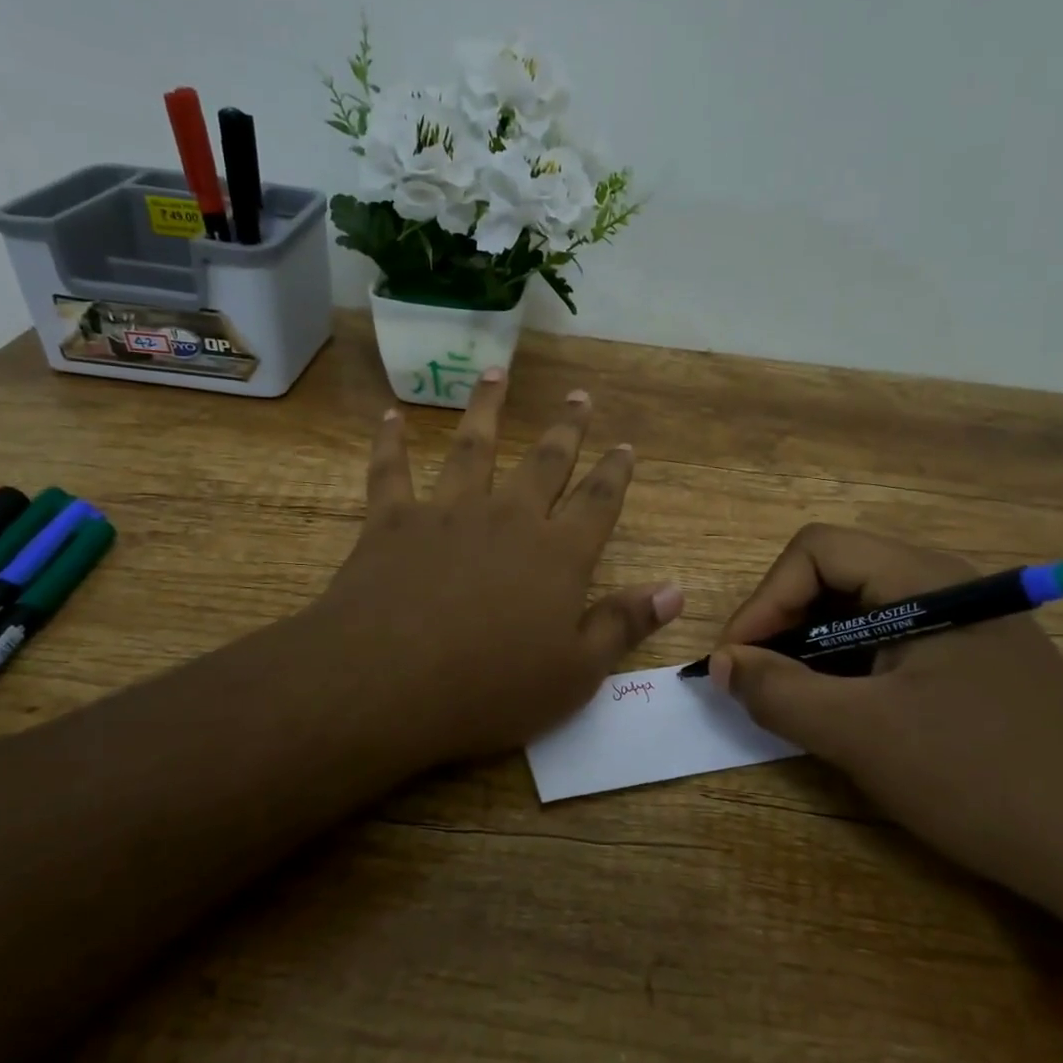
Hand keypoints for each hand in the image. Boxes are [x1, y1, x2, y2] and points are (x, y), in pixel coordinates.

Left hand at [304, 369, 681, 770]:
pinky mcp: (391, 521)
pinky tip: (391, 415)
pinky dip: (390, 442)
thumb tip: (675, 589)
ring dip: (487, 408)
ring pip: (473, 447)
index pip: (598, 502)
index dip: (615, 473)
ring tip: (496, 373)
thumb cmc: (490, 689)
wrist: (387, 684)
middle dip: (566, 429)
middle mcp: (508, 518)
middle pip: (544, 462)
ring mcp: (447, 512)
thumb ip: (623, 624)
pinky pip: (390, 470)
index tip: (625, 446)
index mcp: (557, 555)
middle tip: (579, 396)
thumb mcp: (575, 674)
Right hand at [712, 526, 1062, 939]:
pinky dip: (849, 669)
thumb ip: (778, 691)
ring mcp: (965, 622)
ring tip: (794, 702)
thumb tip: (721, 663)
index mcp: (925, 579)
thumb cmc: (981, 780)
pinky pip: (890, 643)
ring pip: (860, 611)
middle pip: (835, 574)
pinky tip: (844, 713)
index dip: (764, 600)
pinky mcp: (974, 660)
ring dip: (813, 650)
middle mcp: (946, 584)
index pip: (815, 551)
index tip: (735, 661)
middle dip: (783, 624)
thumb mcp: (861, 736)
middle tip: (757, 683)